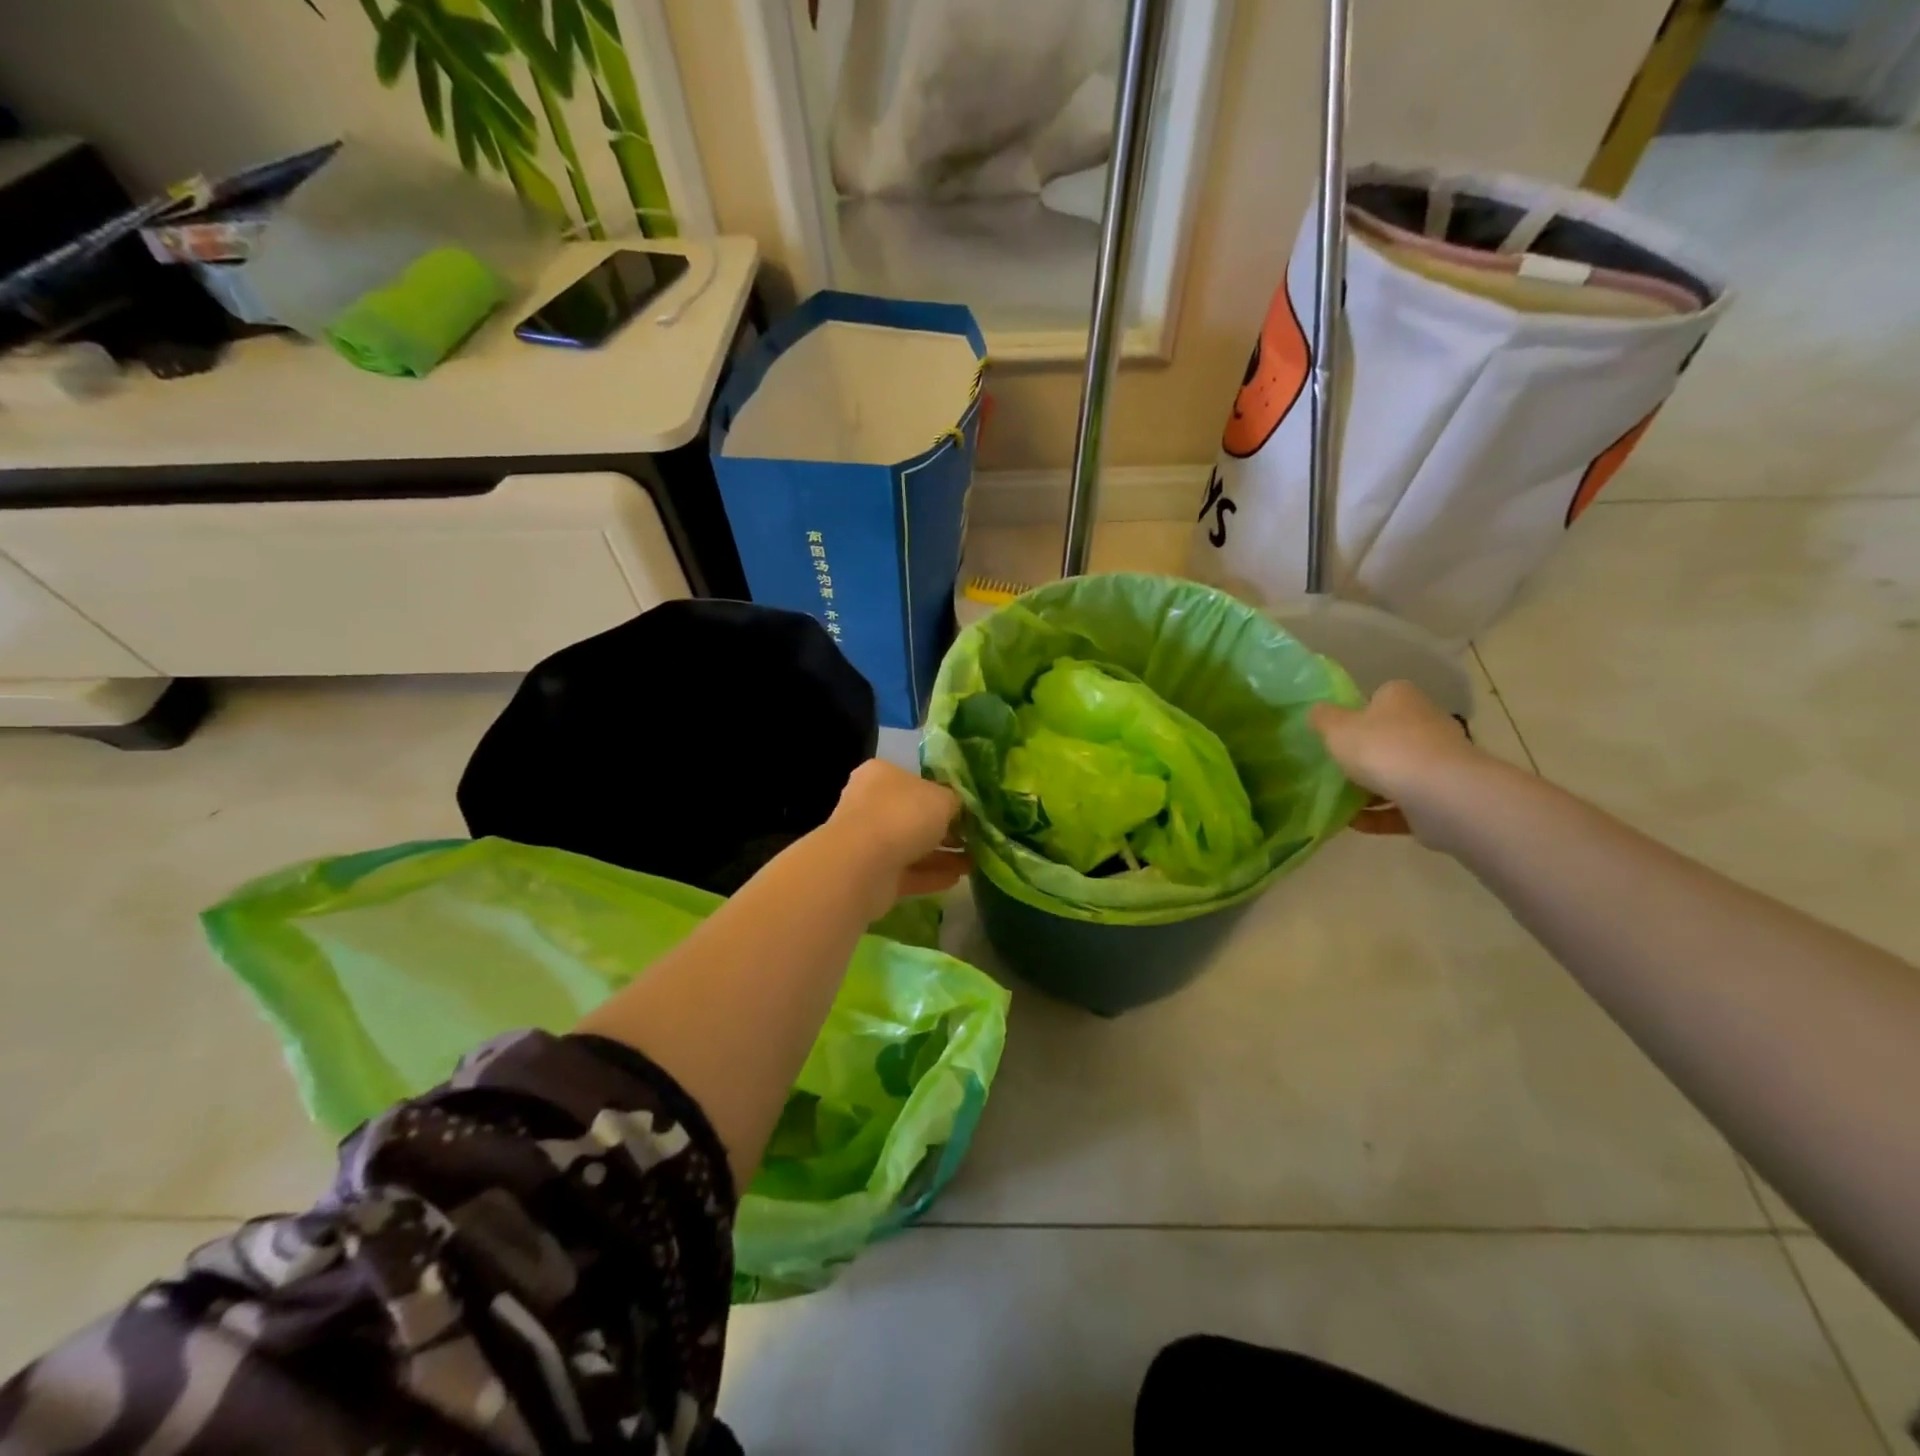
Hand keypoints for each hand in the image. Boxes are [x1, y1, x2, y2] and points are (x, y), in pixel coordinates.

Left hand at [825, 759, 969, 913]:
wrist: (864, 864)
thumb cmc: (904, 815)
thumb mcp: (943, 798)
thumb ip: (954, 801)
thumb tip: (956, 809)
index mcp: (881, 775)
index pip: (915, 781)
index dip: (942, 794)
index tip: (967, 810)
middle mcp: (870, 804)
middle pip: (913, 815)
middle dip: (944, 828)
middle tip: (973, 837)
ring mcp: (868, 841)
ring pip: (911, 846)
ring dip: (942, 854)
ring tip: (973, 861)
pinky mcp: (872, 874)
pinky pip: (908, 872)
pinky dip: (931, 875)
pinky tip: (957, 878)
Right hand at [1310, 681, 1478, 845]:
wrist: (1439, 794)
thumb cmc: (1382, 748)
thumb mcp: (1335, 727)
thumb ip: (1322, 718)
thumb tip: (1317, 712)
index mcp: (1401, 698)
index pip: (1378, 698)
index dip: (1356, 713)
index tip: (1336, 733)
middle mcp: (1426, 723)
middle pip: (1390, 736)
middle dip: (1366, 754)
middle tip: (1335, 768)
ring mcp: (1439, 762)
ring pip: (1399, 773)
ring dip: (1371, 788)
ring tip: (1340, 801)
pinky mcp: (1443, 797)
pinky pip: (1404, 805)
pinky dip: (1380, 815)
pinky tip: (1355, 823)